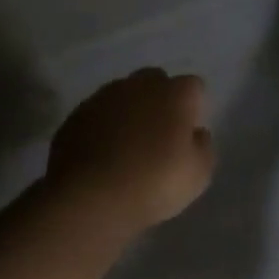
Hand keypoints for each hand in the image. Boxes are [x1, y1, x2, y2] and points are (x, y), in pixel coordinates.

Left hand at [46, 69, 215, 231]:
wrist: (88, 197)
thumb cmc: (153, 183)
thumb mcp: (198, 174)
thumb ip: (203, 146)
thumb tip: (196, 133)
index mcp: (174, 94)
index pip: (193, 86)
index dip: (193, 107)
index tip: (188, 133)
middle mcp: (138, 85)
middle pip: (155, 81)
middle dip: (160, 100)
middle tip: (159, 134)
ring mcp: (103, 97)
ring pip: (123, 94)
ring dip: (129, 111)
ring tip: (128, 145)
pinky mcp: (76, 115)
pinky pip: (98, 114)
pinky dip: (103, 126)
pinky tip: (102, 153)